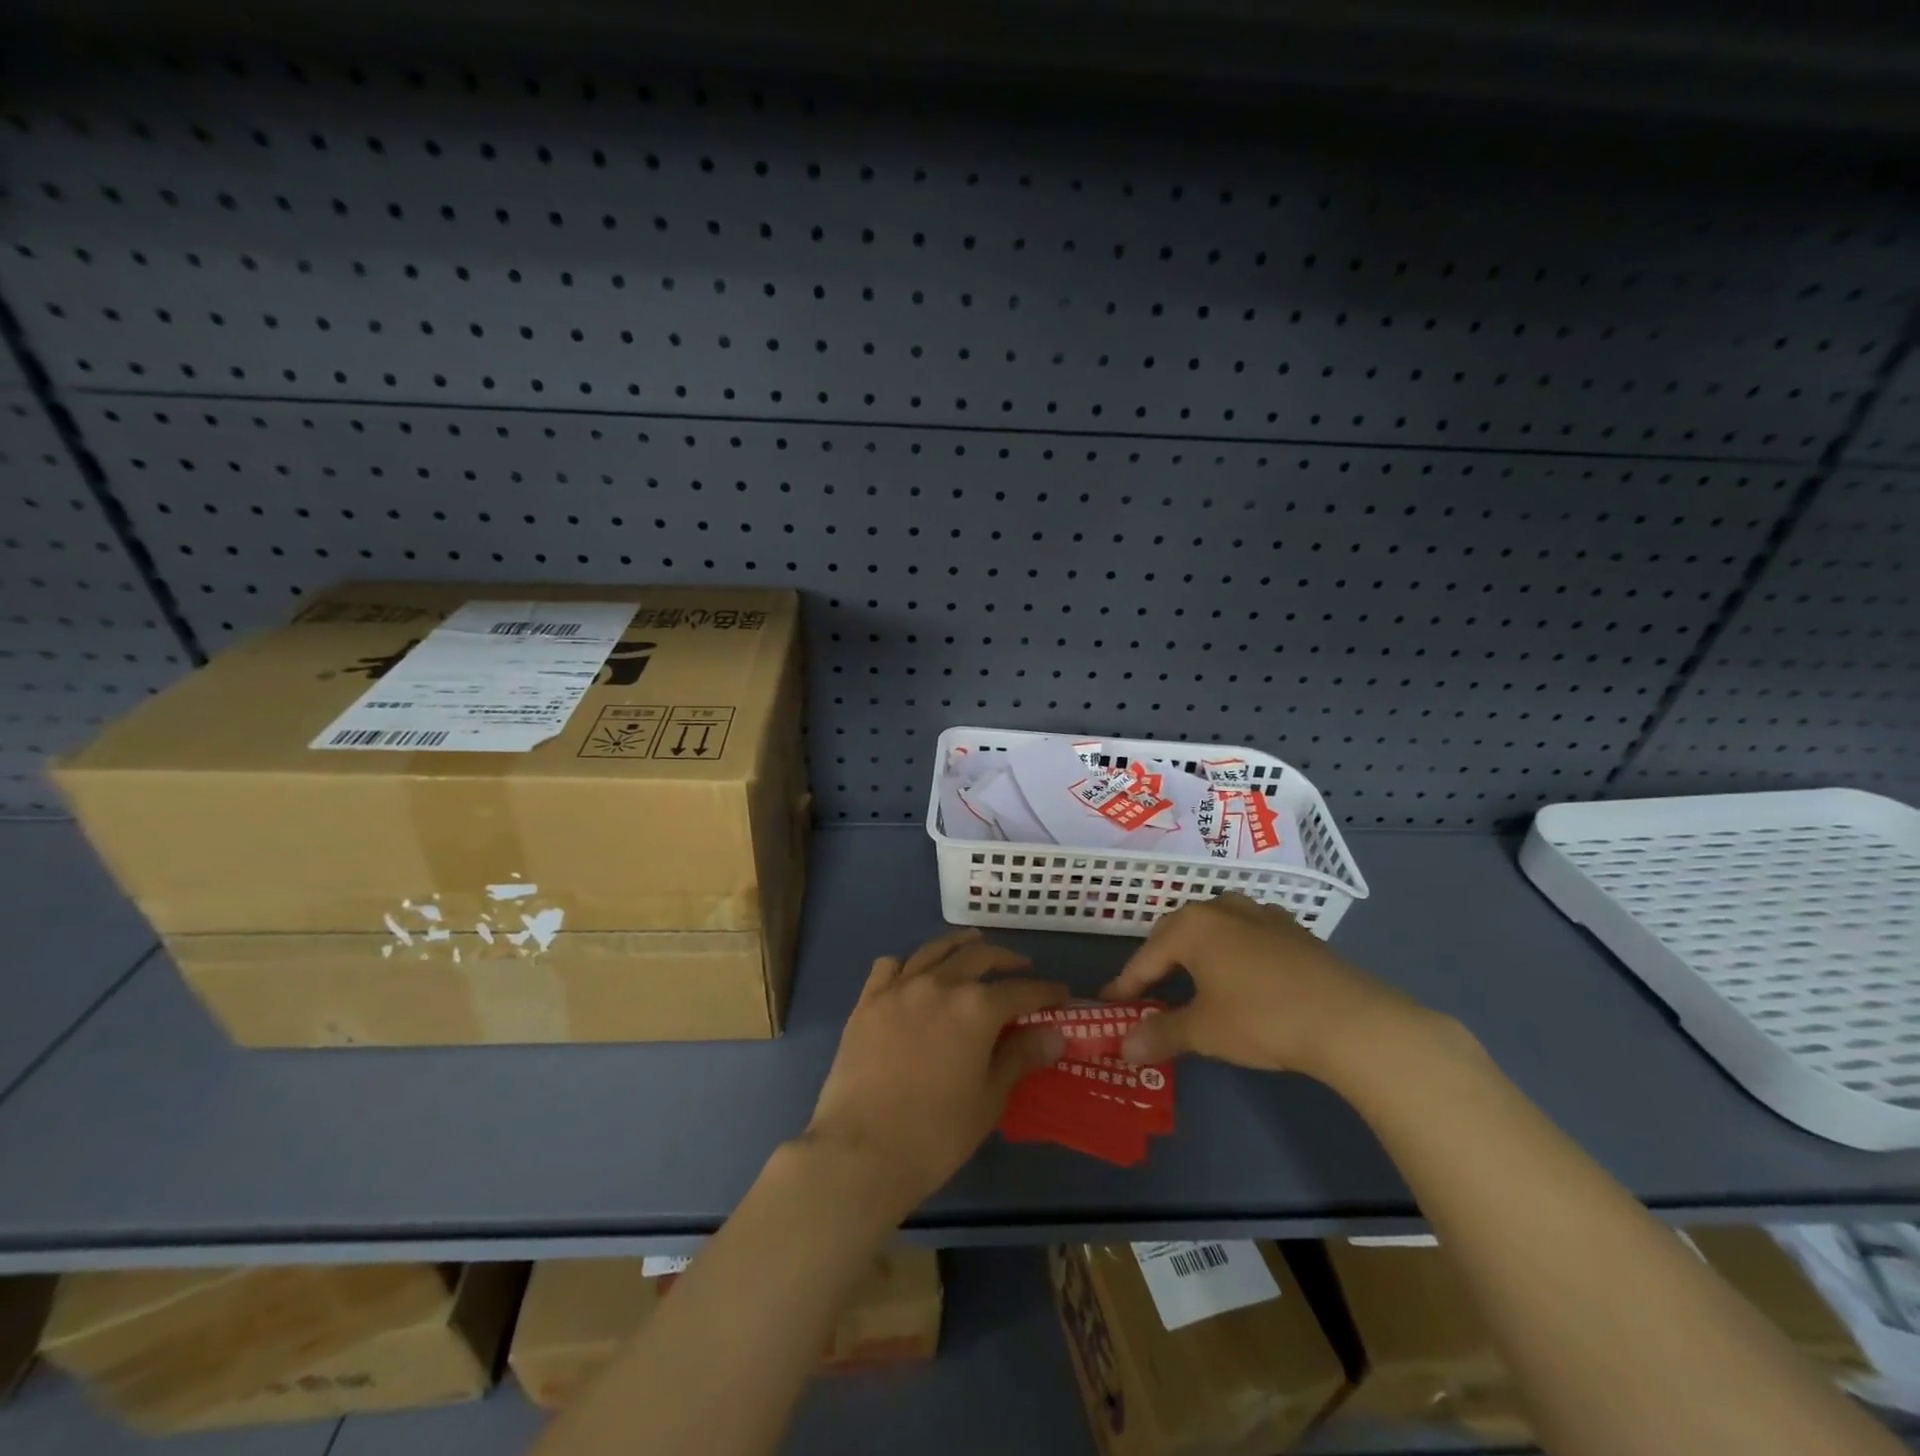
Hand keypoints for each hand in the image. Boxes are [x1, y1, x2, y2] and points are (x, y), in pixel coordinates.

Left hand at [803, 929, 1067, 1215]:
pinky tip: (915, 973)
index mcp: (975, 1008)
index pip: (1021, 990)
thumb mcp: (989, 1099)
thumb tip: (1055, 1033)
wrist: (860, 1152)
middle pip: (979, 957)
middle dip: (1006, 960)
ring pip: (935, 950)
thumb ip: (1020, 1057)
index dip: (1045, 991)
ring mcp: (899, 988)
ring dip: (960, 945)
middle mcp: (939, 984)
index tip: (1060, 994)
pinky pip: (890, 966)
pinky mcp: (867, 1001)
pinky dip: (909, 963)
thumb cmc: (935, 1134)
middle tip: (1021, 969)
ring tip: (974, 944)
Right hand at [1100, 892, 1421, 1079]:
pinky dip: (1232, 951)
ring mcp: (1260, 914)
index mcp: (1192, 926)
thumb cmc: (1262, 1018)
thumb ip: (1161, 1034)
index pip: (1146, 957)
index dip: (1126, 983)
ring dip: (1196, 950)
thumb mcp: (1205, 1031)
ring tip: (1192, 978)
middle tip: (1148, 991)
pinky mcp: (1292, 929)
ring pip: (1214, 926)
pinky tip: (1241, 974)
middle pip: (1176, 932)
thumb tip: (1123, 1049)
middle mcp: (1221, 908)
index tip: (1111, 1003)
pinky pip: (1246, 933)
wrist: (1349, 1019)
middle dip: (1158, 961)